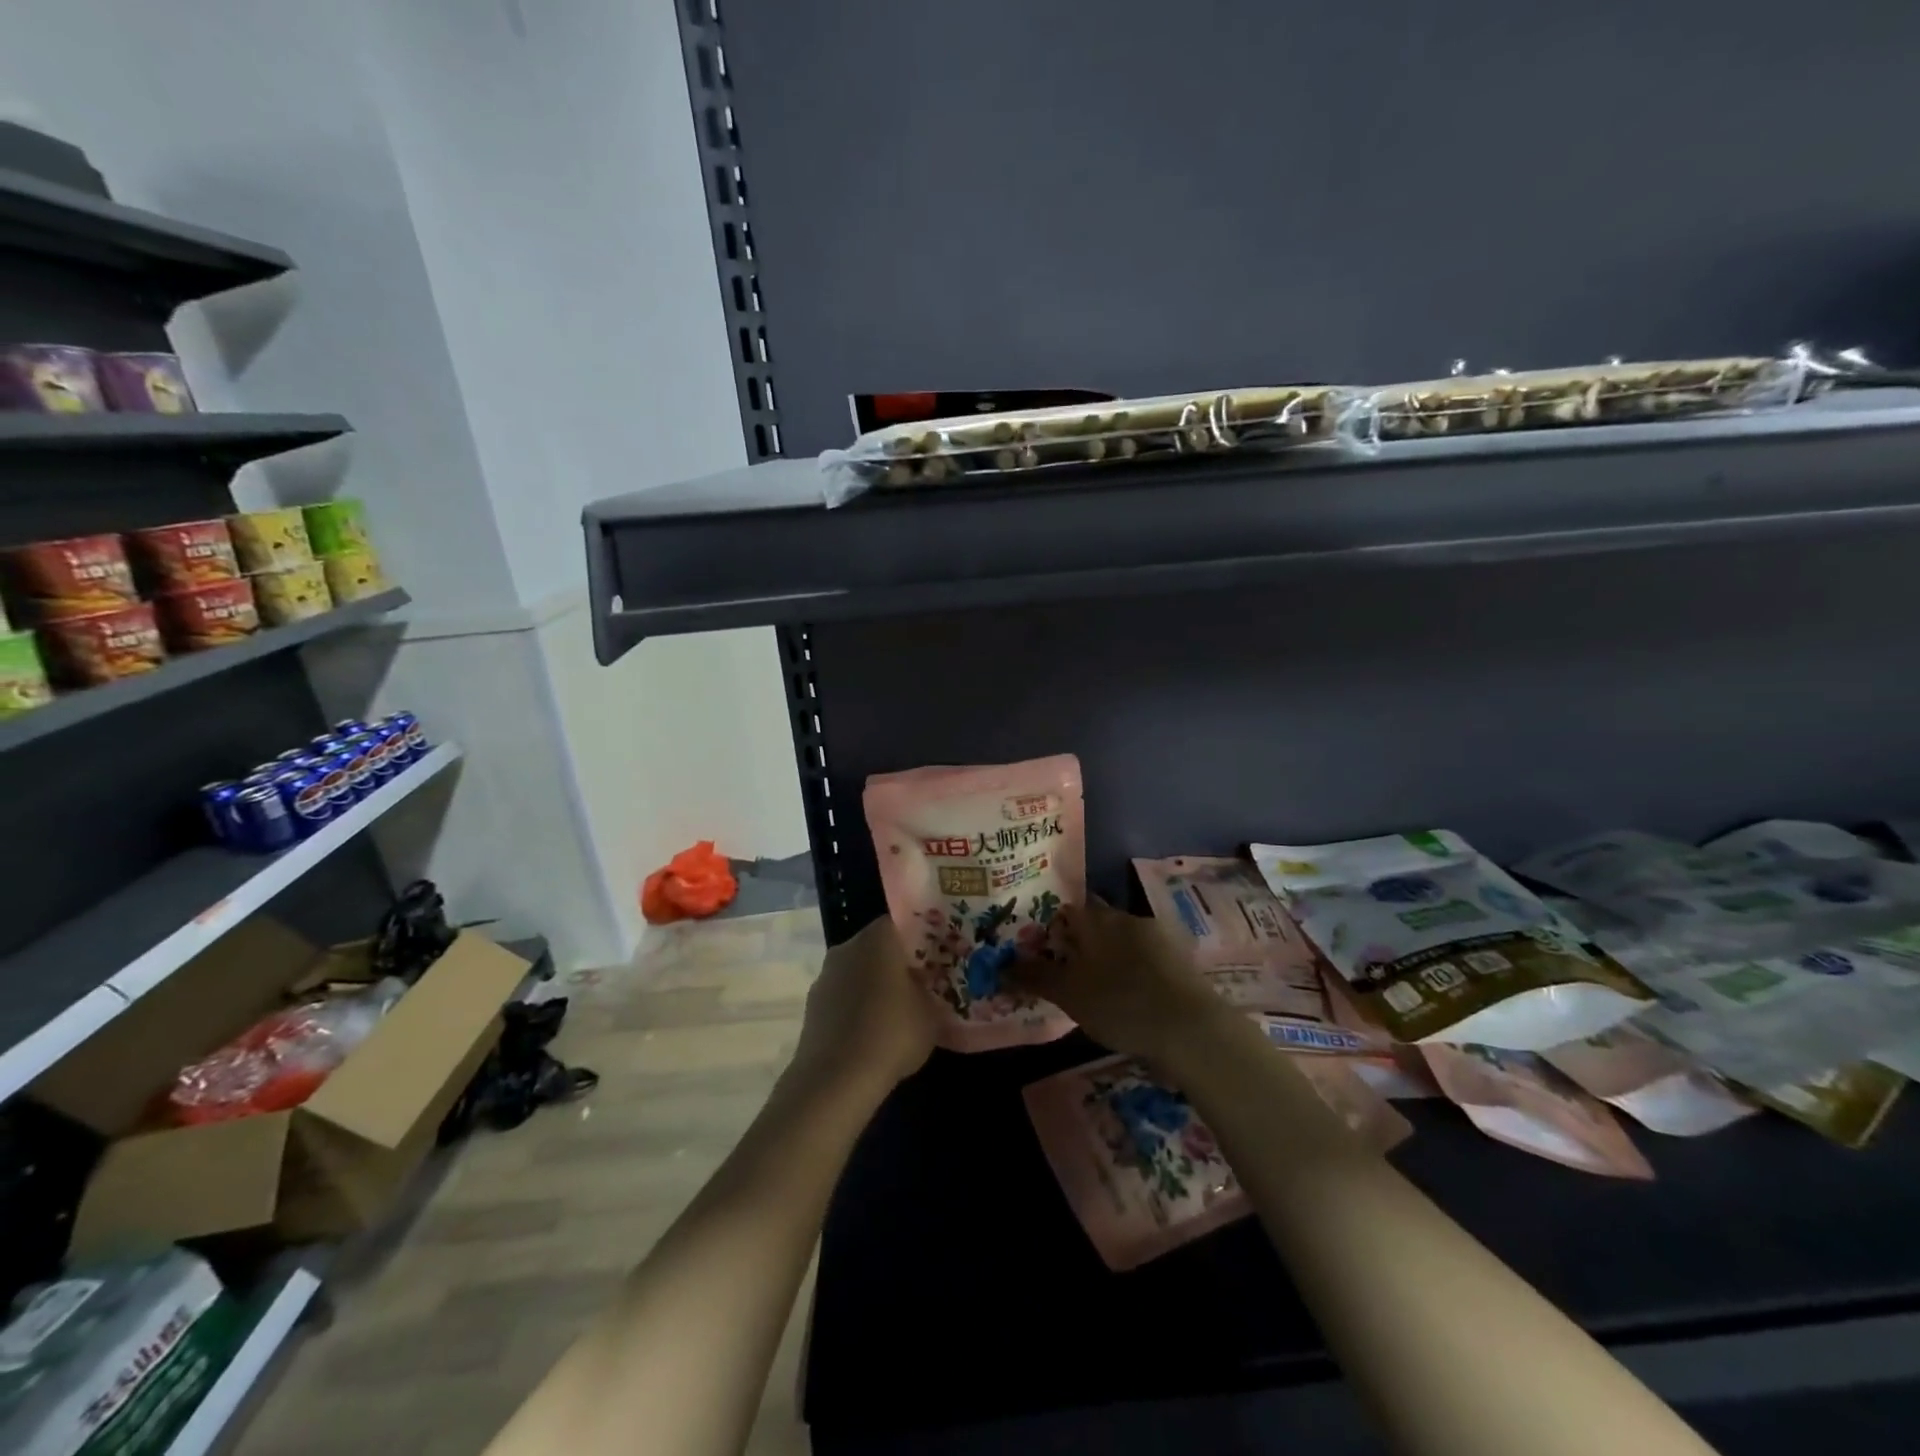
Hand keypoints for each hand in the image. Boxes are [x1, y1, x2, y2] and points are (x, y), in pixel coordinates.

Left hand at [789, 915, 936, 1094]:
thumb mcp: (931, 1015)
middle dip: (897, 963)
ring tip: (896, 1013)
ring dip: (874, 986)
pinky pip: (842, 997)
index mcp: (878, 938)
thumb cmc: (891, 1034)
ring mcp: (825, 976)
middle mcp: (847, 947)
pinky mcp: (812, 1005)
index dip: (921, 938)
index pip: (901, 923)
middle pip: (878, 947)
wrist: (835, 1080)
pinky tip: (871, 1033)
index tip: (936, 956)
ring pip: (858, 972)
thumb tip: (928, 989)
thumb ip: (932, 993)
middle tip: (920, 984)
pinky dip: (856, 1008)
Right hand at [1006, 900, 1229, 1064]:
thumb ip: (1035, 976)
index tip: (1041, 946)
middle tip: (1065, 969)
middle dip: (1080, 941)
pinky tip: (1128, 996)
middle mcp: (1126, 918)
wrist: (1191, 1028)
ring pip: (1122, 940)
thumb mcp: (1069, 994)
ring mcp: (1158, 937)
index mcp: (1097, 919)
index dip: (1052, 924)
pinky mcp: (1180, 960)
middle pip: (1096, 922)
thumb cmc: (1120, 1004)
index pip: (1067, 908)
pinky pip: (1145, 958)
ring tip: (1095, 987)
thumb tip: (1000, 964)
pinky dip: (1132, 970)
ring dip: (1108, 957)